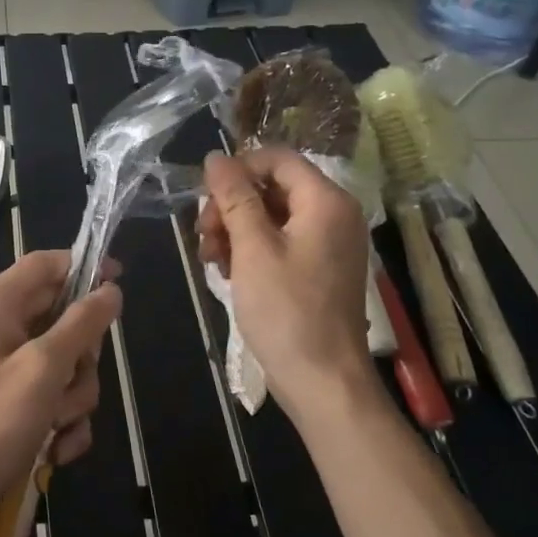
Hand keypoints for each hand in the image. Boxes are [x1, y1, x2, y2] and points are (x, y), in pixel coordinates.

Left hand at [0, 250, 121, 536]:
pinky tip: (55, 449)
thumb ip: (80, 325)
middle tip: (71, 383)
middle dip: (81, 359)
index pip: (46, 264)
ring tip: (56, 425)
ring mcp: (4, 364)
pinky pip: (53, 395)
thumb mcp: (43, 369)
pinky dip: (61, 421)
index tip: (119, 283)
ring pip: (65, 363)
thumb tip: (110, 289)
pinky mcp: (10, 399)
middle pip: (63, 318)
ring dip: (73, 398)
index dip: (84, 267)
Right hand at [198, 148, 374, 399]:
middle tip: (203, 235)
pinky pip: (279, 242)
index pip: (277, 159)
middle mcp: (333, 215)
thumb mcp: (252, 248)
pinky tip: (227, 272)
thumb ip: (234, 197)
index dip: (237, 169)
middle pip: (272, 188)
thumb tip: (215, 157)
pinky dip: (250, 251)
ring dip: (234, 230)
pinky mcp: (317, 269)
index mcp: (326, 201)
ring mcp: (327, 244)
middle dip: (231, 206)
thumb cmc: (286, 309)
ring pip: (270, 216)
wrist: (321, 379)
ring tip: (210, 259)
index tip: (205, 197)